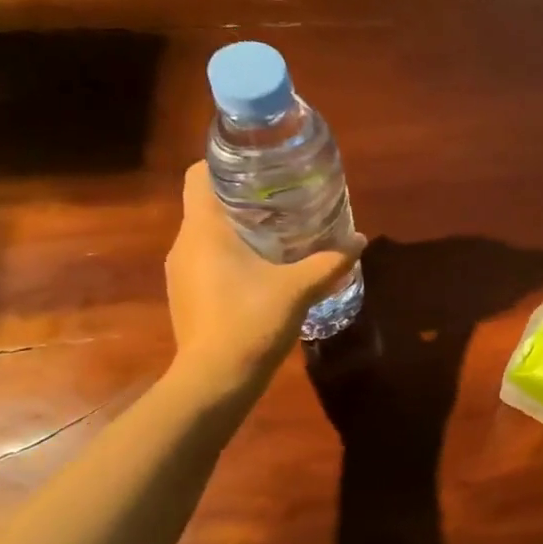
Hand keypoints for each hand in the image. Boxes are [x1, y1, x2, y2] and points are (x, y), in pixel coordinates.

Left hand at [164, 163, 363, 391]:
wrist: (216, 380)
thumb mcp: (298, 289)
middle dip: (243, 198)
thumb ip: (330, 262)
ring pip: (208, 235)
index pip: (199, 175)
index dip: (224, 164)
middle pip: (207, 204)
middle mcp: (185, 244)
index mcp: (204, 229)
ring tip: (278, 234)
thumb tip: (360, 240)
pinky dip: (232, 257)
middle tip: (283, 200)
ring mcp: (182, 272)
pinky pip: (208, 261)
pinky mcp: (187, 296)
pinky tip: (263, 271)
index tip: (259, 167)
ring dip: (238, 231)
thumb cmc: (251, 321)